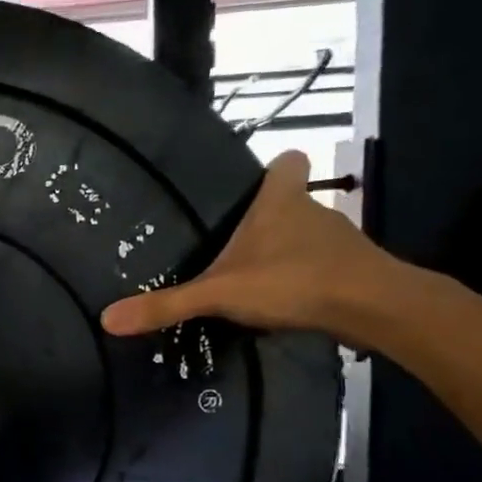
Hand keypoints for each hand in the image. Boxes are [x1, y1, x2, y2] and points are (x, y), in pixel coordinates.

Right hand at [100, 151, 393, 337]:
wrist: (375, 309)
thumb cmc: (294, 280)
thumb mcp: (220, 293)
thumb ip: (166, 305)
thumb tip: (107, 320)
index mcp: (281, 201)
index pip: (288, 161)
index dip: (274, 168)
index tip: (252, 184)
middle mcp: (314, 212)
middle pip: (293, 202)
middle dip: (269, 219)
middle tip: (233, 242)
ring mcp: (339, 242)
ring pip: (308, 237)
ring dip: (286, 253)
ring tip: (254, 279)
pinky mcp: (354, 272)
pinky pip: (322, 267)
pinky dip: (305, 280)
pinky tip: (284, 304)